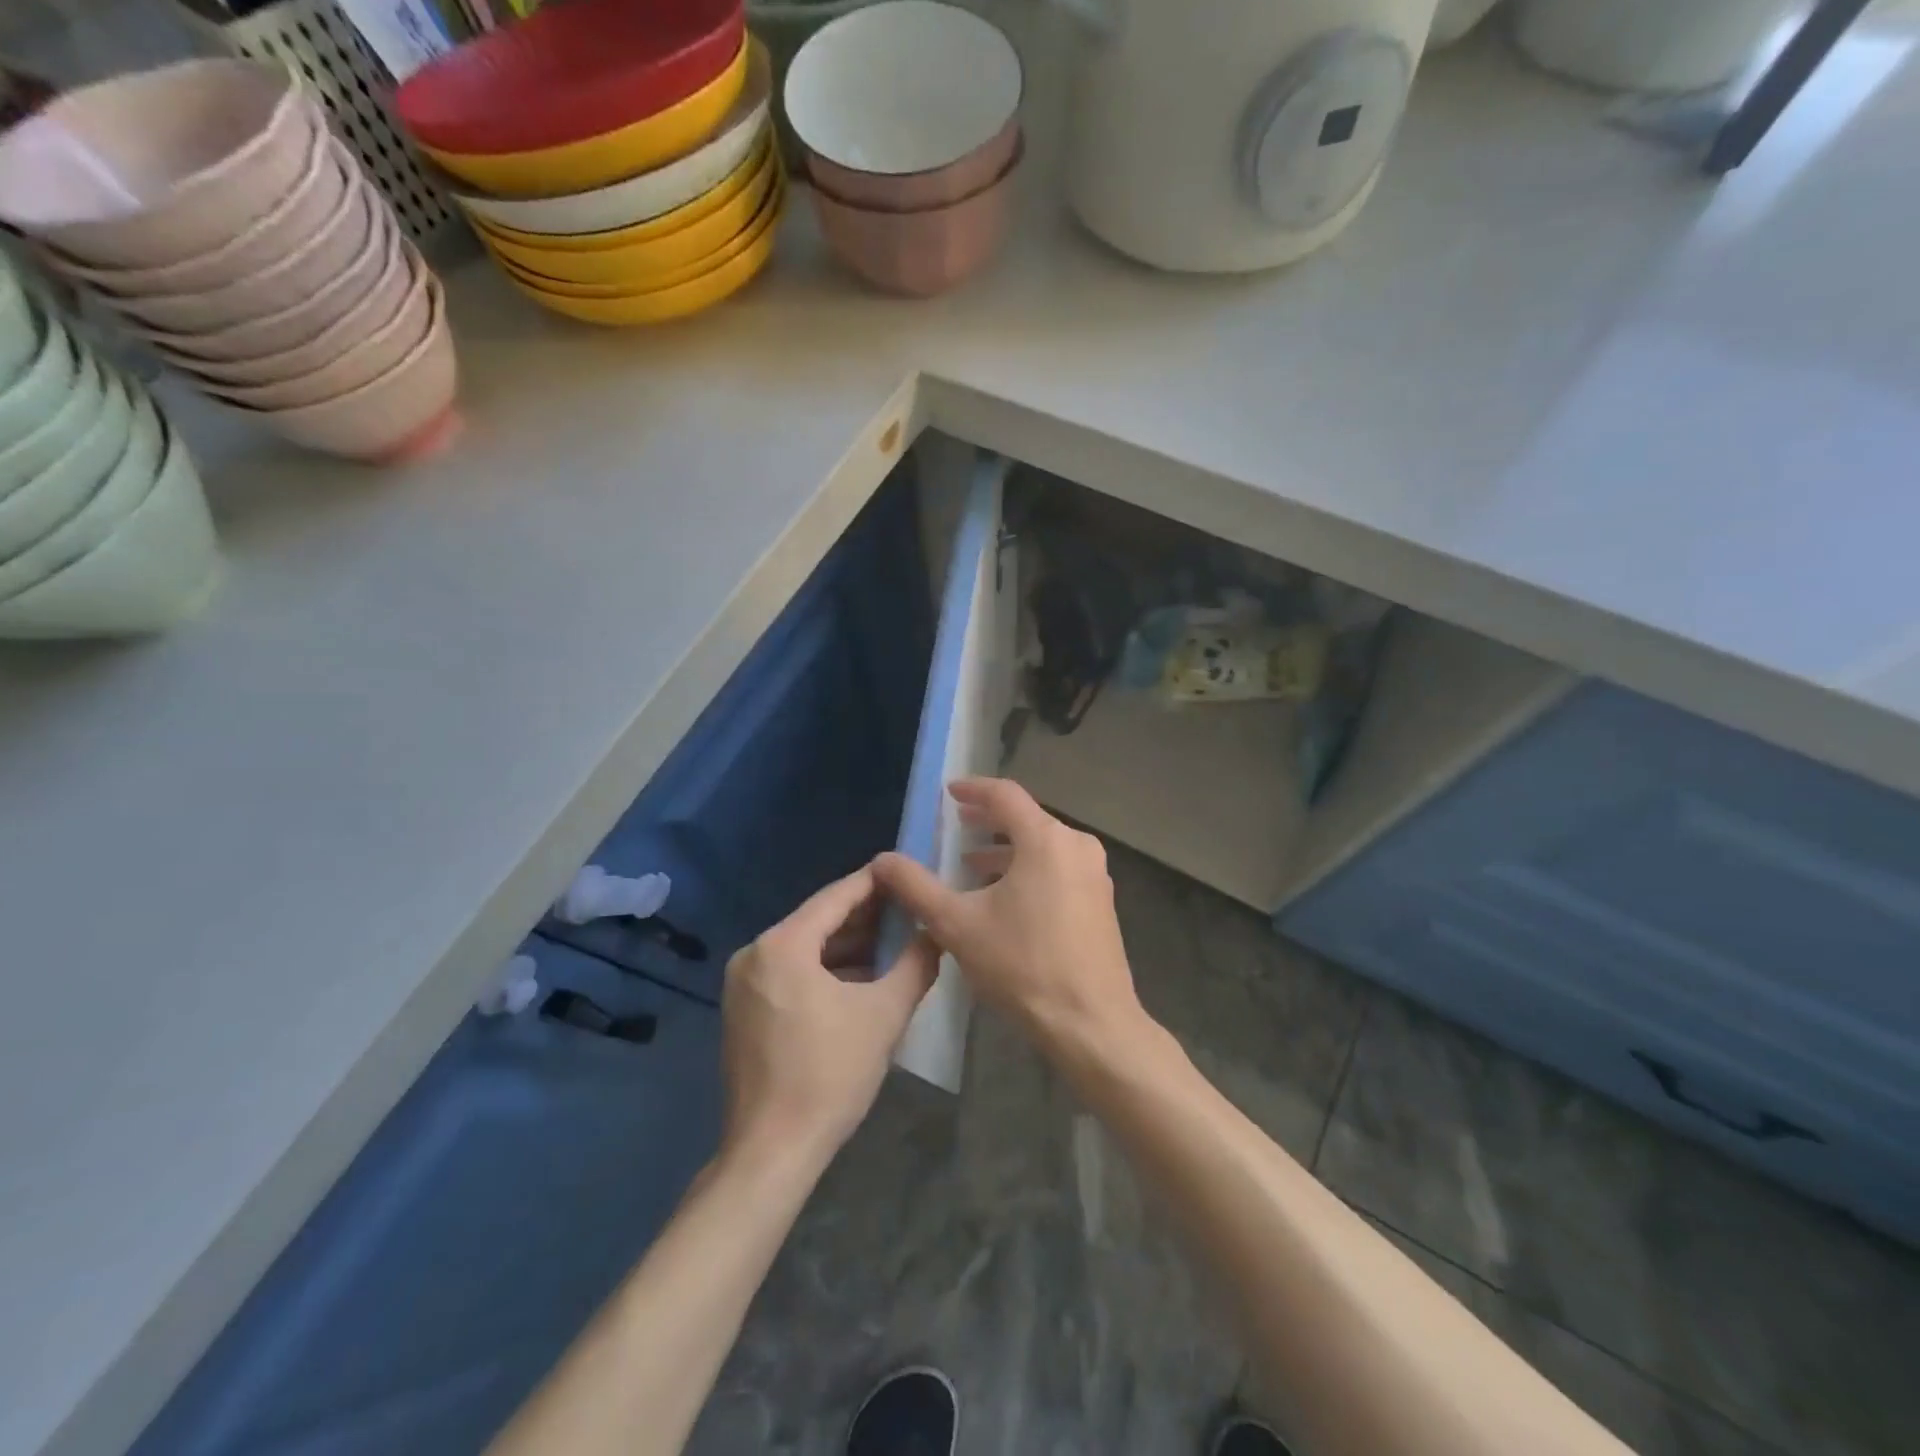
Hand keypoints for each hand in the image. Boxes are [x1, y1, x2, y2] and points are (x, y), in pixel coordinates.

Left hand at [720, 866, 939, 1167]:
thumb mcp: (884, 1015)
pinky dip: (826, 968)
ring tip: (895, 939)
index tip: (907, 870)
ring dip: (848, 944)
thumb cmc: (830, 1075)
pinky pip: (791, 971)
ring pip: (805, 947)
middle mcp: (754, 953)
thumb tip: (937, 932)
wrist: (773, 1151)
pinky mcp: (744, 1009)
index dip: (876, 882)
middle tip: (910, 905)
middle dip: (866, 915)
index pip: (837, 897)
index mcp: (782, 945)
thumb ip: (916, 964)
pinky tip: (862, 976)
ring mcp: (744, 983)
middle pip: (819, 920)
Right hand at [872, 778, 1144, 1050]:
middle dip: (989, 820)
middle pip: (1027, 818)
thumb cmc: (1022, 965)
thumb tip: (883, 860)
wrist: (1090, 1022)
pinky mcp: (1101, 900)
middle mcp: (1076, 845)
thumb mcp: (957, 924)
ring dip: (1008, 849)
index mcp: (1045, 839)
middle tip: (957, 824)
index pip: (1005, 795)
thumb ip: (916, 887)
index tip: (949, 792)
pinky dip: (1030, 869)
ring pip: (1044, 845)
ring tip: (972, 863)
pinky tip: (1006, 896)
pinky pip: (1059, 867)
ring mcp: (1094, 873)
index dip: (973, 789)